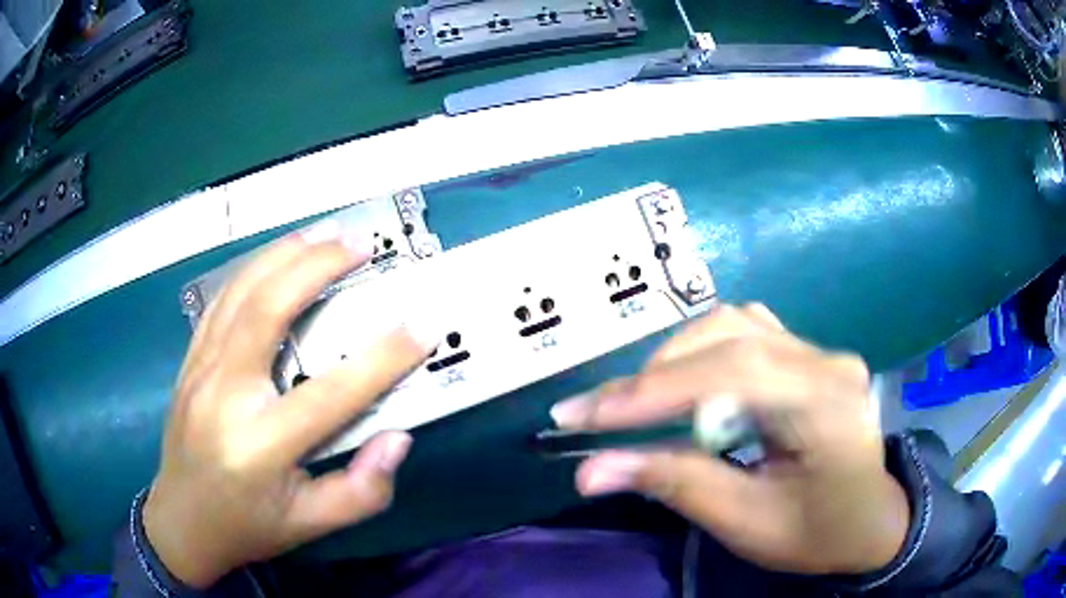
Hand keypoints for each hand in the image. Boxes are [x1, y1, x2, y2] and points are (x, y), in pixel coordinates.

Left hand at [144, 221, 437, 587]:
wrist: (182, 521)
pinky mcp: (190, 361)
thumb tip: (396, 438)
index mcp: (260, 446)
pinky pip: (221, 301)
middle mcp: (224, 396)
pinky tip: (276, 258)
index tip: (421, 325)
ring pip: (239, 293)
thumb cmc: (248, 526)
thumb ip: (362, 492)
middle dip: (316, 268)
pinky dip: (253, 270)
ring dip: (283, 255)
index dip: (382, 358)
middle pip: (267, 311)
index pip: (329, 394)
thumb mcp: (311, 526)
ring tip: (323, 234)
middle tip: (359, 245)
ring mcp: (200, 370)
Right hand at [550, 304, 908, 574]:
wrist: (870, 521)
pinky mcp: (809, 355)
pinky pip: (747, 334)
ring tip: (635, 404)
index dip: (652, 391)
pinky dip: (702, 355)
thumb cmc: (817, 533)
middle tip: (595, 413)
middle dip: (654, 376)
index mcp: (827, 404)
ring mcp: (821, 351)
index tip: (582, 417)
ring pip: (734, 326)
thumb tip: (590, 470)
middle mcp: (827, 361)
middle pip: (730, 337)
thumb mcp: (747, 523)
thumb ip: (675, 485)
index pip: (733, 373)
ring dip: (675, 362)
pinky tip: (685, 384)